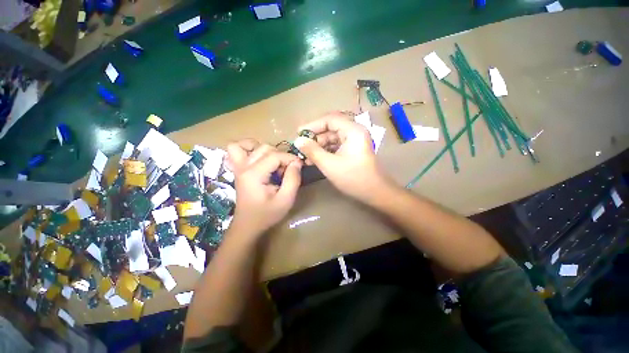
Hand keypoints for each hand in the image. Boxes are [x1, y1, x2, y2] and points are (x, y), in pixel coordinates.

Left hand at [226, 140, 302, 235]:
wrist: (248, 225)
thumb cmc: (267, 214)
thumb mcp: (286, 200)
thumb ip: (293, 179)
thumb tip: (297, 162)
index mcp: (254, 174)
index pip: (275, 156)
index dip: (290, 158)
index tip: (300, 166)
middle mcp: (244, 167)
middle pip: (265, 148)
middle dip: (281, 156)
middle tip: (286, 171)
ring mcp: (238, 167)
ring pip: (249, 144)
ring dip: (266, 150)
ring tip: (275, 163)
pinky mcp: (238, 169)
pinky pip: (236, 149)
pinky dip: (248, 148)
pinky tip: (259, 157)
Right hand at [294, 113, 388, 201]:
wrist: (375, 193)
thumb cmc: (353, 178)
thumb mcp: (329, 164)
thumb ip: (312, 151)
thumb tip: (298, 140)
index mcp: (353, 130)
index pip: (329, 119)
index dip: (312, 125)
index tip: (298, 133)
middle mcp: (354, 132)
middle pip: (330, 128)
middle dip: (315, 138)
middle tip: (300, 147)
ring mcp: (354, 141)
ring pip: (332, 138)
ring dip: (318, 146)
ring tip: (305, 156)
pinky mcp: (352, 150)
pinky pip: (336, 146)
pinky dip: (325, 152)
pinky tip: (314, 159)